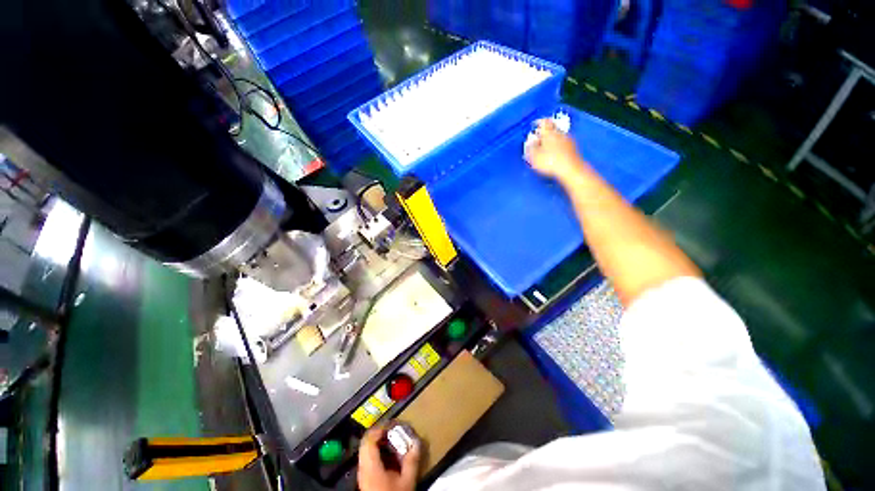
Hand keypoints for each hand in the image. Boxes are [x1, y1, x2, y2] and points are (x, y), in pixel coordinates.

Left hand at [358, 425, 420, 490]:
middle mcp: (363, 467)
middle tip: (393, 431)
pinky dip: (377, 452)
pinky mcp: (364, 479)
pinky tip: (389, 457)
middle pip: (366, 442)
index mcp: (370, 465)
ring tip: (393, 442)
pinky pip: (368, 458)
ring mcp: (362, 474)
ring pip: (366, 450)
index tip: (392, 424)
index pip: (369, 438)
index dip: (380, 427)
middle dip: (379, 434)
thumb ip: (412, 460)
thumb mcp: (407, 480)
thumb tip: (417, 442)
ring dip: (378, 443)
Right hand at [524, 119, 589, 184]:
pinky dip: (557, 146)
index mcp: (549, 132)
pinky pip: (563, 143)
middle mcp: (559, 133)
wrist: (570, 169)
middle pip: (552, 128)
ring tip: (545, 147)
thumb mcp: (534, 156)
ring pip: (557, 135)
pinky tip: (554, 153)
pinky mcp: (573, 148)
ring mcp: (568, 139)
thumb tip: (530, 141)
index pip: (544, 122)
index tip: (535, 125)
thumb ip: (530, 147)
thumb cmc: (550, 162)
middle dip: (545, 133)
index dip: (538, 123)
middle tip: (538, 138)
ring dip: (551, 140)